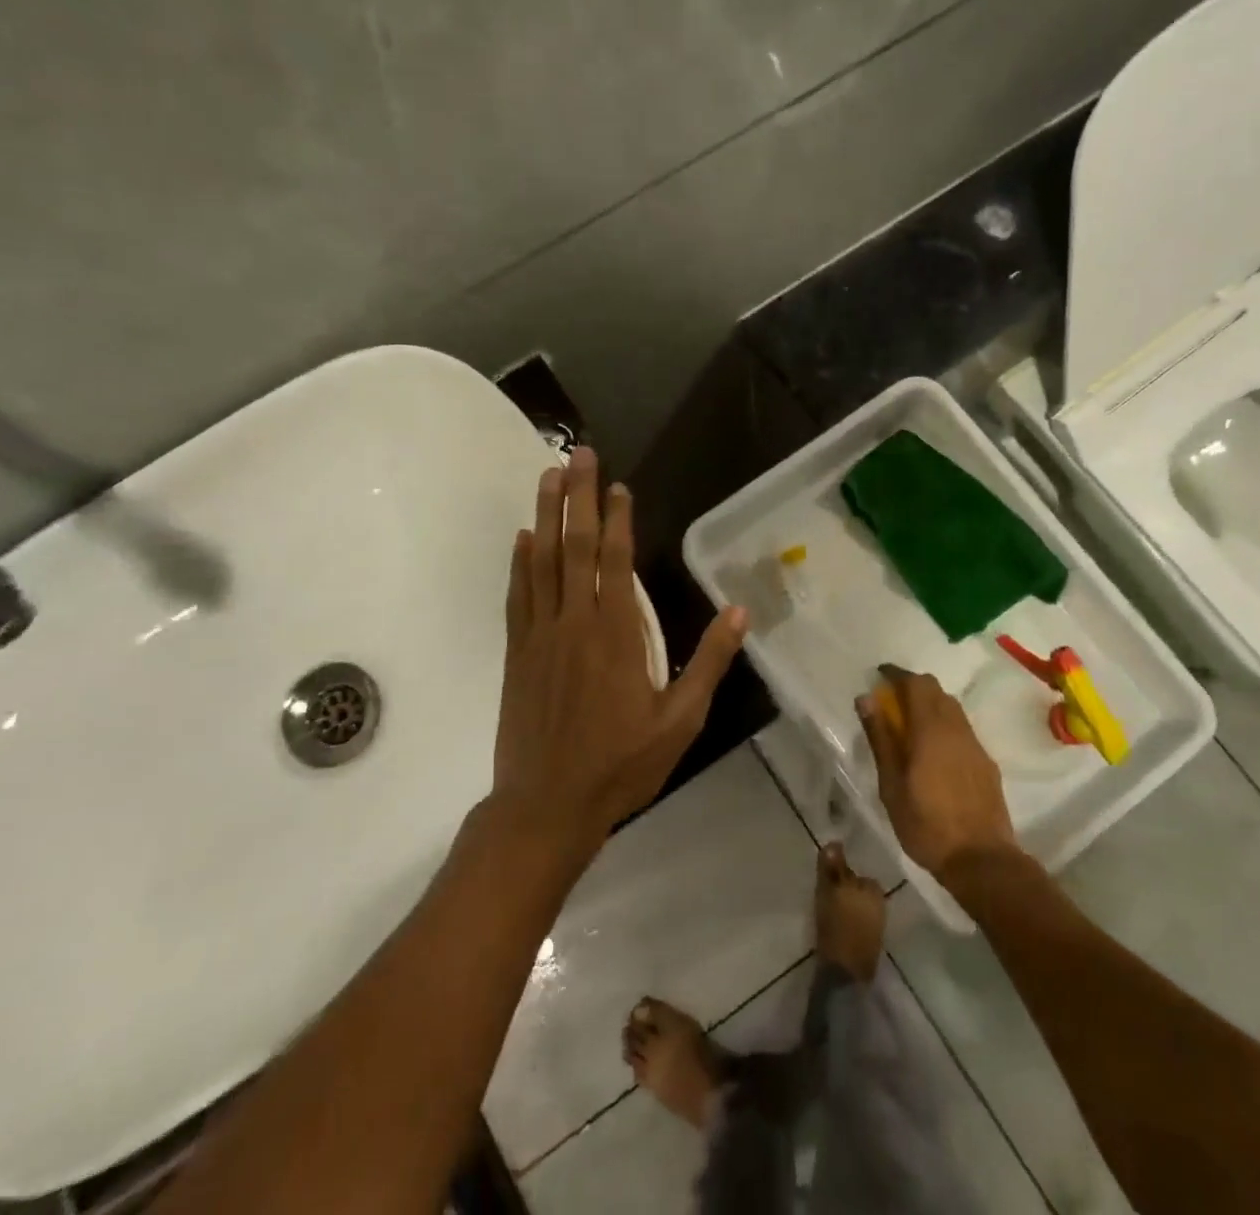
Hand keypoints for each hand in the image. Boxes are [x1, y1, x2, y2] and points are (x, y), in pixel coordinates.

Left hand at [493, 447, 746, 855]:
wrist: (546, 805)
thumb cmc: (621, 764)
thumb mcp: (680, 721)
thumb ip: (708, 662)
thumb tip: (741, 612)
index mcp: (617, 634)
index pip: (616, 560)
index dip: (616, 518)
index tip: (617, 484)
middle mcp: (575, 622)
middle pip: (575, 546)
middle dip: (577, 496)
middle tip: (577, 454)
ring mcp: (541, 634)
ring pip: (541, 561)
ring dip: (545, 515)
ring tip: (547, 476)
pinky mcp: (518, 652)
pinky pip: (519, 595)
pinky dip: (520, 562)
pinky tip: (522, 538)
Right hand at [856, 667, 1018, 880]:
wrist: (982, 860)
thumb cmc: (926, 824)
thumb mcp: (891, 784)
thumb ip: (880, 738)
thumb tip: (866, 698)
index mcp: (930, 729)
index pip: (915, 683)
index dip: (896, 674)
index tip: (879, 675)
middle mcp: (956, 728)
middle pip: (935, 690)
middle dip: (912, 687)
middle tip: (891, 701)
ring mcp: (975, 744)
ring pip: (951, 708)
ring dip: (930, 705)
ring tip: (910, 725)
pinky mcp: (986, 762)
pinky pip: (962, 729)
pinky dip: (944, 725)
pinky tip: (933, 751)